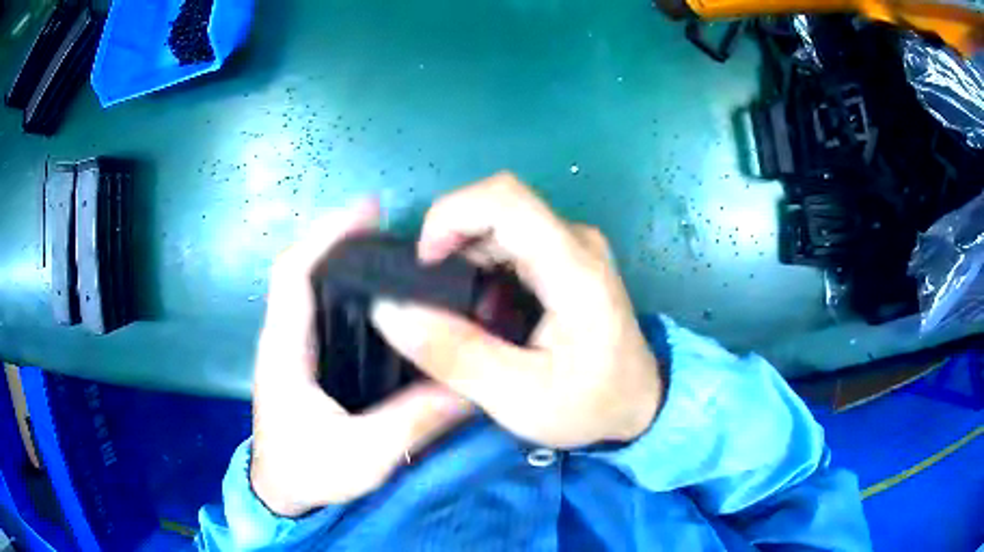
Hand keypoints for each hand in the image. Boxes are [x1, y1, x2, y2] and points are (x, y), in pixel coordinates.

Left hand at [249, 200, 471, 516]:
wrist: (282, 493)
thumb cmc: (309, 472)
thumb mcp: (364, 455)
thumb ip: (414, 421)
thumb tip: (469, 388)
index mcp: (285, 350)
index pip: (293, 272)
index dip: (326, 235)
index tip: (369, 210)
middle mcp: (283, 337)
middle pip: (304, 268)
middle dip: (343, 240)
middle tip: (396, 232)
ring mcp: (292, 347)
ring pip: (312, 287)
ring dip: (345, 262)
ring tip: (395, 256)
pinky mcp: (304, 360)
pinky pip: (322, 310)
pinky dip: (347, 291)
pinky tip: (382, 301)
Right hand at [371, 173, 662, 448]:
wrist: (638, 404)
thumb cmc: (589, 405)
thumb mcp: (518, 396)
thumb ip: (453, 353)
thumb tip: (389, 310)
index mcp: (573, 268)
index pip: (504, 199)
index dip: (450, 216)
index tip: (422, 264)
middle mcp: (575, 241)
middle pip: (496, 205)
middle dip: (449, 241)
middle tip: (429, 299)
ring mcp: (572, 246)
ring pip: (498, 222)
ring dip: (462, 256)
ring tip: (452, 311)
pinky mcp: (565, 258)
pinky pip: (509, 241)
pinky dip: (479, 265)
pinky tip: (477, 309)